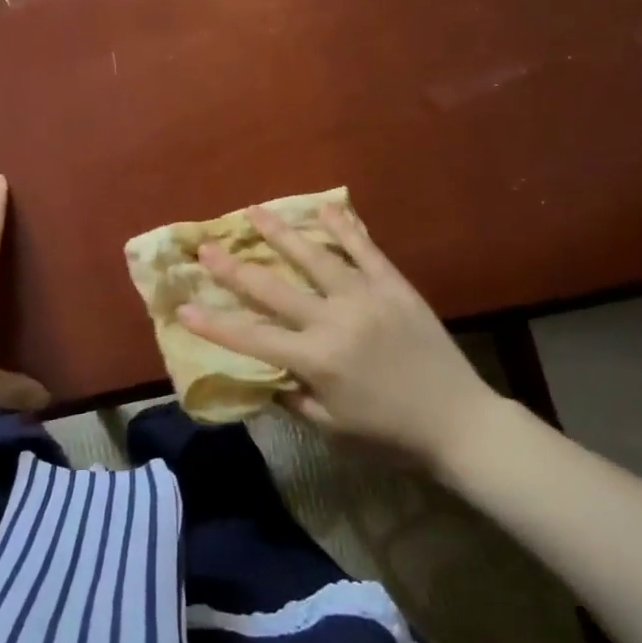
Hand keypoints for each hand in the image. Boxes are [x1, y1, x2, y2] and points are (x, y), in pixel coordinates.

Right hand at [179, 203, 502, 471]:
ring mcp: (366, 298)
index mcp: (316, 360)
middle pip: (273, 288)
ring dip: (281, 233)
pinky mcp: (395, 287)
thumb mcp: (332, 427)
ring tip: (254, 211)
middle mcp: (335, 321)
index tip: (181, 306)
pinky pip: (366, 251)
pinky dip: (344, 228)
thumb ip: (292, 396)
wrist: (459, 422)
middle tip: (206, 246)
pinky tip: (325, 208)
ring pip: (315, 258)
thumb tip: (262, 372)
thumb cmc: (390, 434)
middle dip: (233, 268)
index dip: (213, 323)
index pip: (251, 338)